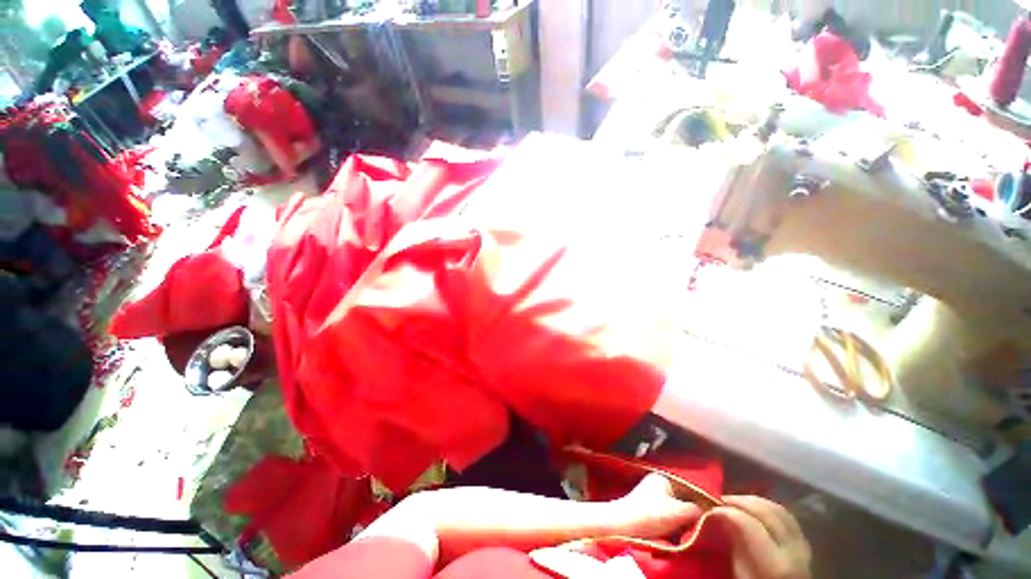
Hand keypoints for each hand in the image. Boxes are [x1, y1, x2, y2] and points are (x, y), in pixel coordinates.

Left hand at [612, 473, 702, 538]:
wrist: (623, 526)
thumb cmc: (650, 515)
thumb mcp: (679, 512)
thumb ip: (697, 510)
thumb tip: (709, 511)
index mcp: (664, 478)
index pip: (690, 487)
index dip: (702, 501)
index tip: (711, 514)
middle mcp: (658, 484)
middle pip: (683, 500)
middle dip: (690, 515)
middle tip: (694, 526)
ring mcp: (652, 497)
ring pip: (675, 511)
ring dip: (680, 524)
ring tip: (681, 534)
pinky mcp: (648, 511)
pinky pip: (666, 519)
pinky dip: (670, 528)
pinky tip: (671, 538)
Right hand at [711, 496, 811, 578]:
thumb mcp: (742, 573)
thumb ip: (736, 547)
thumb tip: (720, 518)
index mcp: (777, 563)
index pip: (750, 524)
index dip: (728, 511)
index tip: (711, 507)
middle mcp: (794, 550)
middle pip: (768, 512)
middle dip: (741, 501)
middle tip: (721, 499)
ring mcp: (803, 545)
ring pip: (779, 510)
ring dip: (755, 501)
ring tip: (736, 501)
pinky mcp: (804, 543)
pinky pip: (787, 517)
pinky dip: (768, 508)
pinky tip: (755, 509)